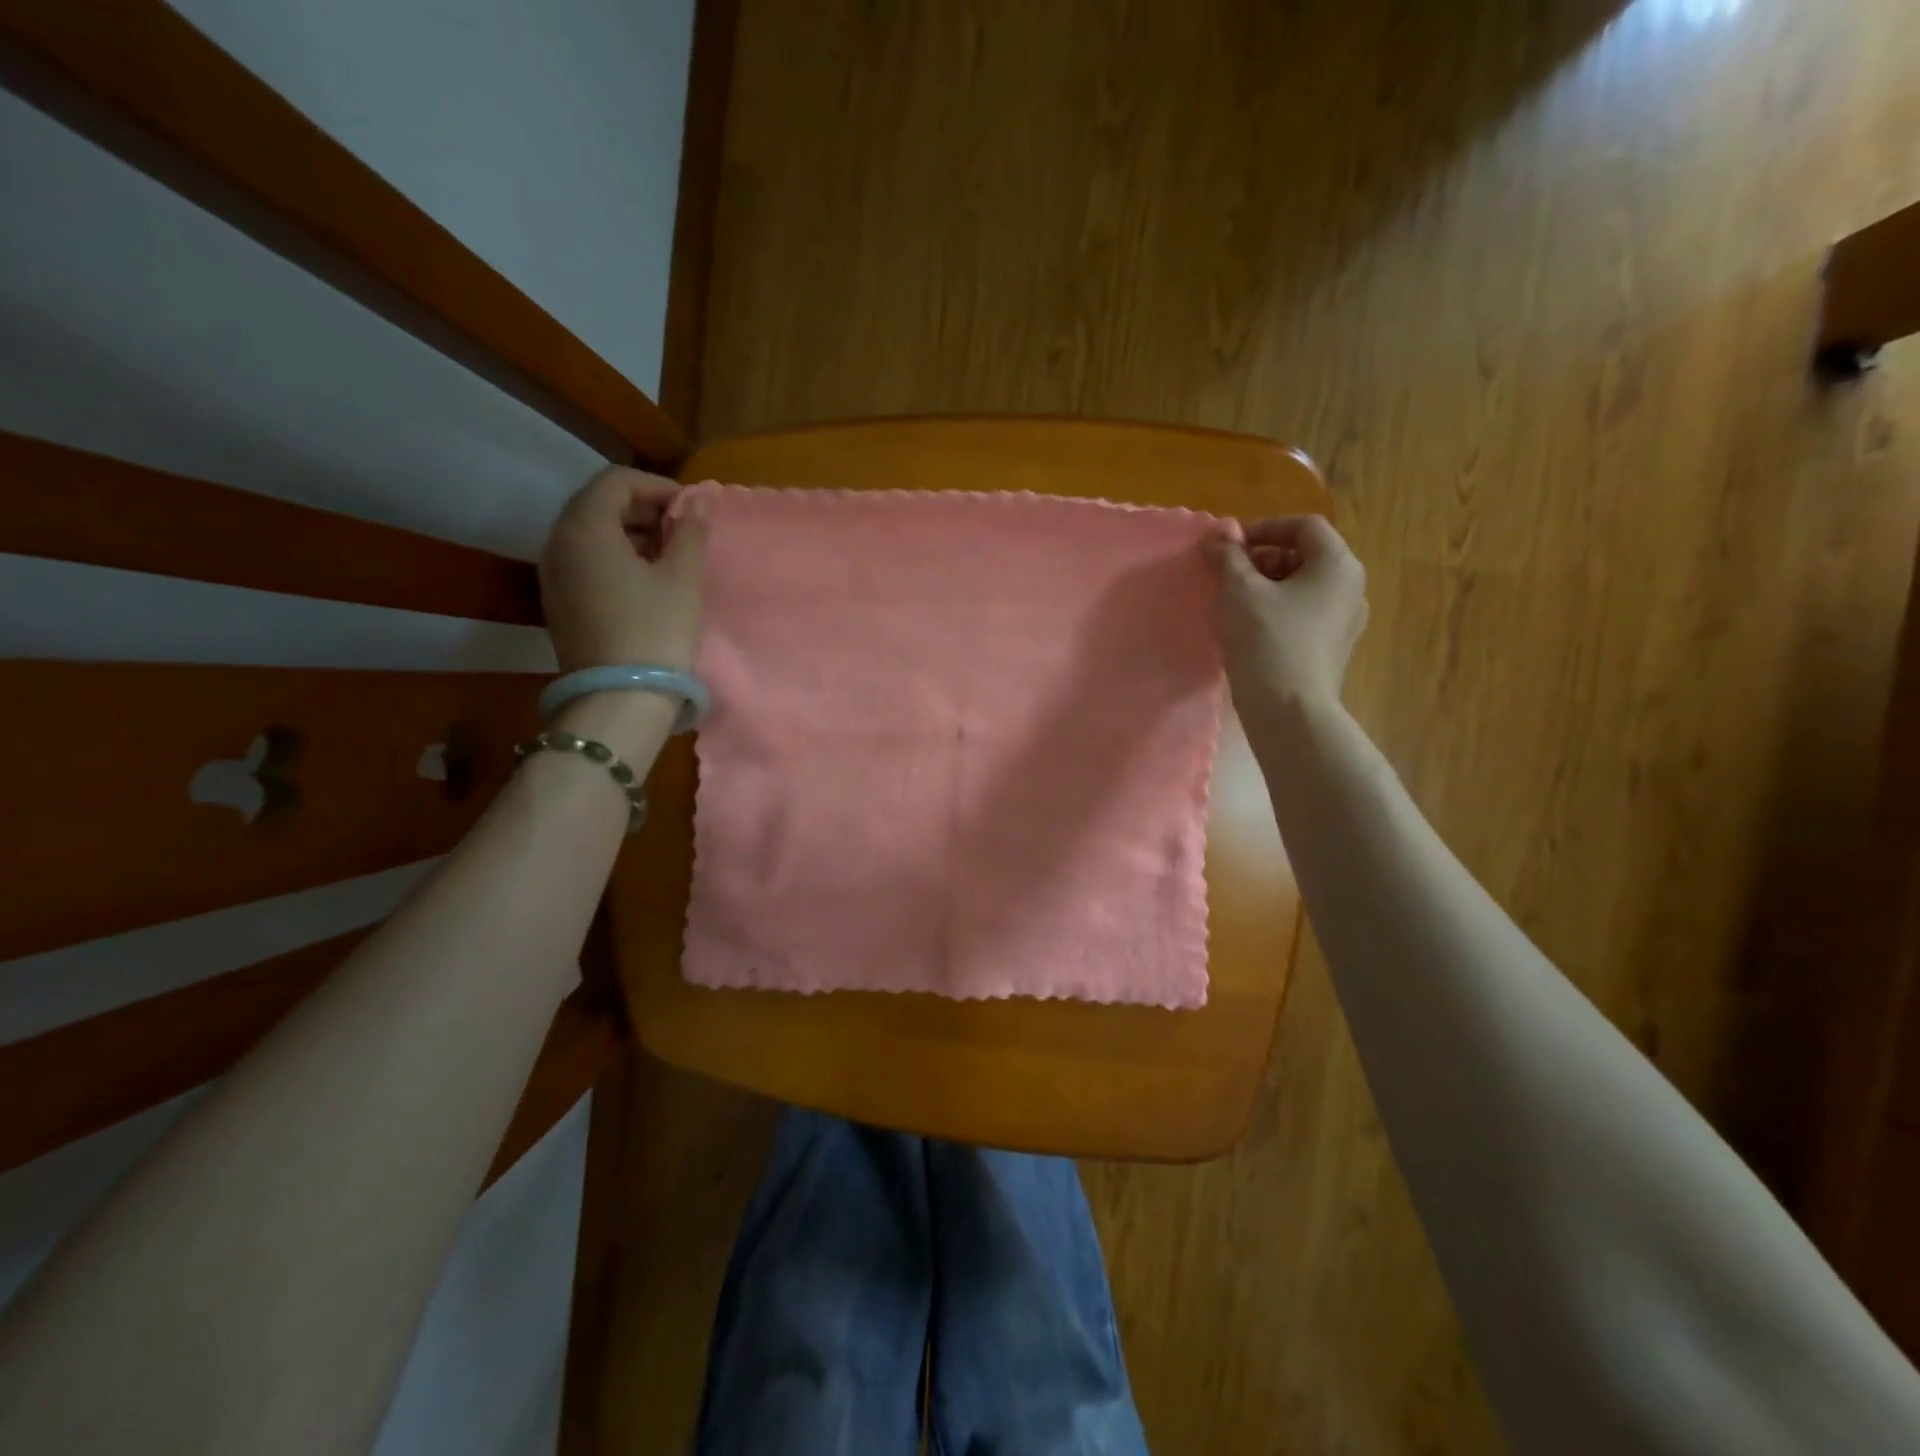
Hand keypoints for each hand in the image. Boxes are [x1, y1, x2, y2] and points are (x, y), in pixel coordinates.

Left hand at [539, 467, 709, 672]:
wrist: (620, 697)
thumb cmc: (657, 631)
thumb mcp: (682, 578)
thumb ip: (691, 532)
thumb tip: (701, 501)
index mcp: (585, 527)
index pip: (616, 481)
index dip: (657, 486)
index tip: (690, 509)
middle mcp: (558, 542)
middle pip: (597, 503)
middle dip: (642, 507)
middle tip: (681, 529)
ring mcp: (552, 573)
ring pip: (588, 532)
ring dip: (628, 531)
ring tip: (667, 555)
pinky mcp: (557, 600)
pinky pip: (583, 559)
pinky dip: (612, 555)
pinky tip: (643, 580)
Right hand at [1215, 515, 1368, 722]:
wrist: (1289, 711)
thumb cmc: (1267, 641)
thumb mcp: (1238, 591)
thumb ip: (1228, 558)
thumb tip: (1218, 541)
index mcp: (1337, 565)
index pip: (1304, 527)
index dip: (1264, 528)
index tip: (1230, 548)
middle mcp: (1352, 587)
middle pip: (1306, 556)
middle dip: (1264, 559)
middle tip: (1229, 576)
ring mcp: (1347, 621)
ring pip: (1304, 588)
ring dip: (1268, 587)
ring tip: (1235, 605)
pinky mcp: (1334, 649)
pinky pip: (1306, 615)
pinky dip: (1279, 612)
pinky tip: (1251, 631)